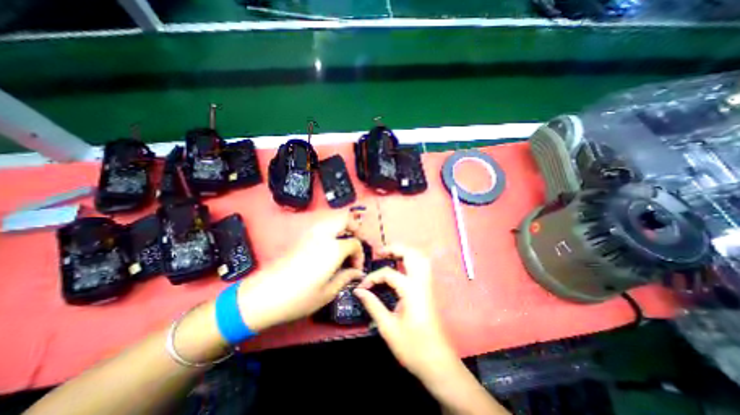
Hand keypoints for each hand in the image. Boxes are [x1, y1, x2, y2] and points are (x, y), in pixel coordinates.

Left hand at [235, 213, 364, 332]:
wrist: (263, 296)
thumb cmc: (298, 298)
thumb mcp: (327, 292)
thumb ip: (346, 278)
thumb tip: (357, 273)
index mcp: (333, 249)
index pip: (355, 243)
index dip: (360, 255)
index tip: (356, 269)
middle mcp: (323, 236)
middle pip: (345, 219)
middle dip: (355, 227)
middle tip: (357, 242)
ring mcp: (311, 234)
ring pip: (332, 219)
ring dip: (342, 227)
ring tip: (345, 242)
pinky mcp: (301, 238)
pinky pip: (322, 226)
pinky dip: (331, 230)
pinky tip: (330, 246)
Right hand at [352, 246, 456, 378]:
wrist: (438, 363)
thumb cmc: (413, 347)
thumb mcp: (388, 327)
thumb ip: (373, 305)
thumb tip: (358, 290)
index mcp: (411, 290)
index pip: (388, 273)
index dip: (373, 277)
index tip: (363, 287)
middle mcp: (422, 283)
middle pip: (411, 254)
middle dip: (395, 248)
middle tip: (380, 252)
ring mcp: (428, 285)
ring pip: (420, 257)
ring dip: (405, 252)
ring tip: (390, 255)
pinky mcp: (429, 290)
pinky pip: (422, 266)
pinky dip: (412, 260)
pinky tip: (402, 266)